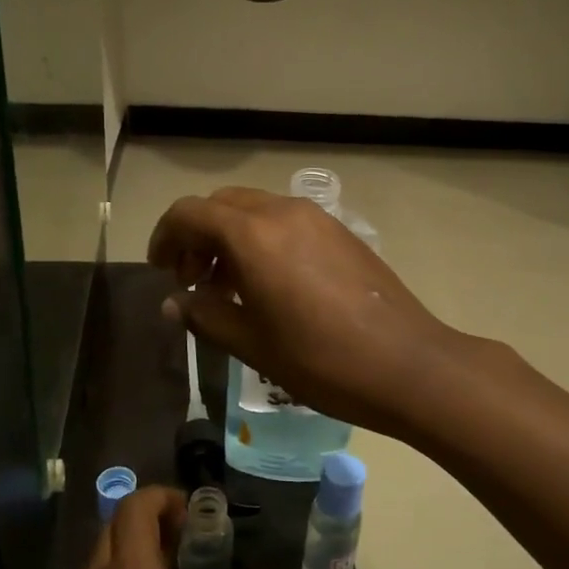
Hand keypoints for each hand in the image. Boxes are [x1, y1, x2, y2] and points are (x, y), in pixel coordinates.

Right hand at [148, 186, 461, 435]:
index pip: (190, 213)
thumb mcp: (252, 344)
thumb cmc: (321, 360)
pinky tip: (269, 285)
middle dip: (197, 236)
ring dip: (230, 237)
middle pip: (222, 204)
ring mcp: (317, 218)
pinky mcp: (341, 232)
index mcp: (253, 235)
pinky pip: (286, 221)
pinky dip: (262, 240)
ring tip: (228, 287)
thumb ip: (205, 315)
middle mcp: (283, 211)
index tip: (160, 271)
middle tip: (193, 281)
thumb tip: (174, 302)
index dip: (165, 237)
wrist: (408, 364)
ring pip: (255, 210)